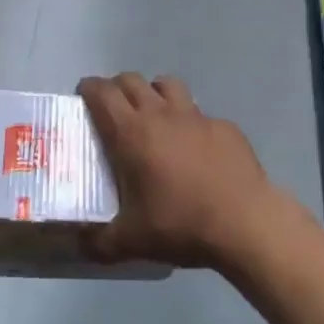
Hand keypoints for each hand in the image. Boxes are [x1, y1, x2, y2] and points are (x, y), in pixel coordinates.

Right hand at [78, 73, 289, 269]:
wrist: (244, 222)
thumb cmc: (180, 224)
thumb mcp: (132, 241)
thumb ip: (99, 241)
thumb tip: (78, 243)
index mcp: (132, 133)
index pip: (102, 93)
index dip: (89, 88)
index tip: (83, 96)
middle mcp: (161, 113)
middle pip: (131, 80)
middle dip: (117, 88)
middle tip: (113, 109)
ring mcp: (195, 115)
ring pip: (167, 85)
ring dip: (154, 92)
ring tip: (153, 116)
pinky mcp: (223, 125)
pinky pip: (199, 113)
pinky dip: (189, 122)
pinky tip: (195, 149)